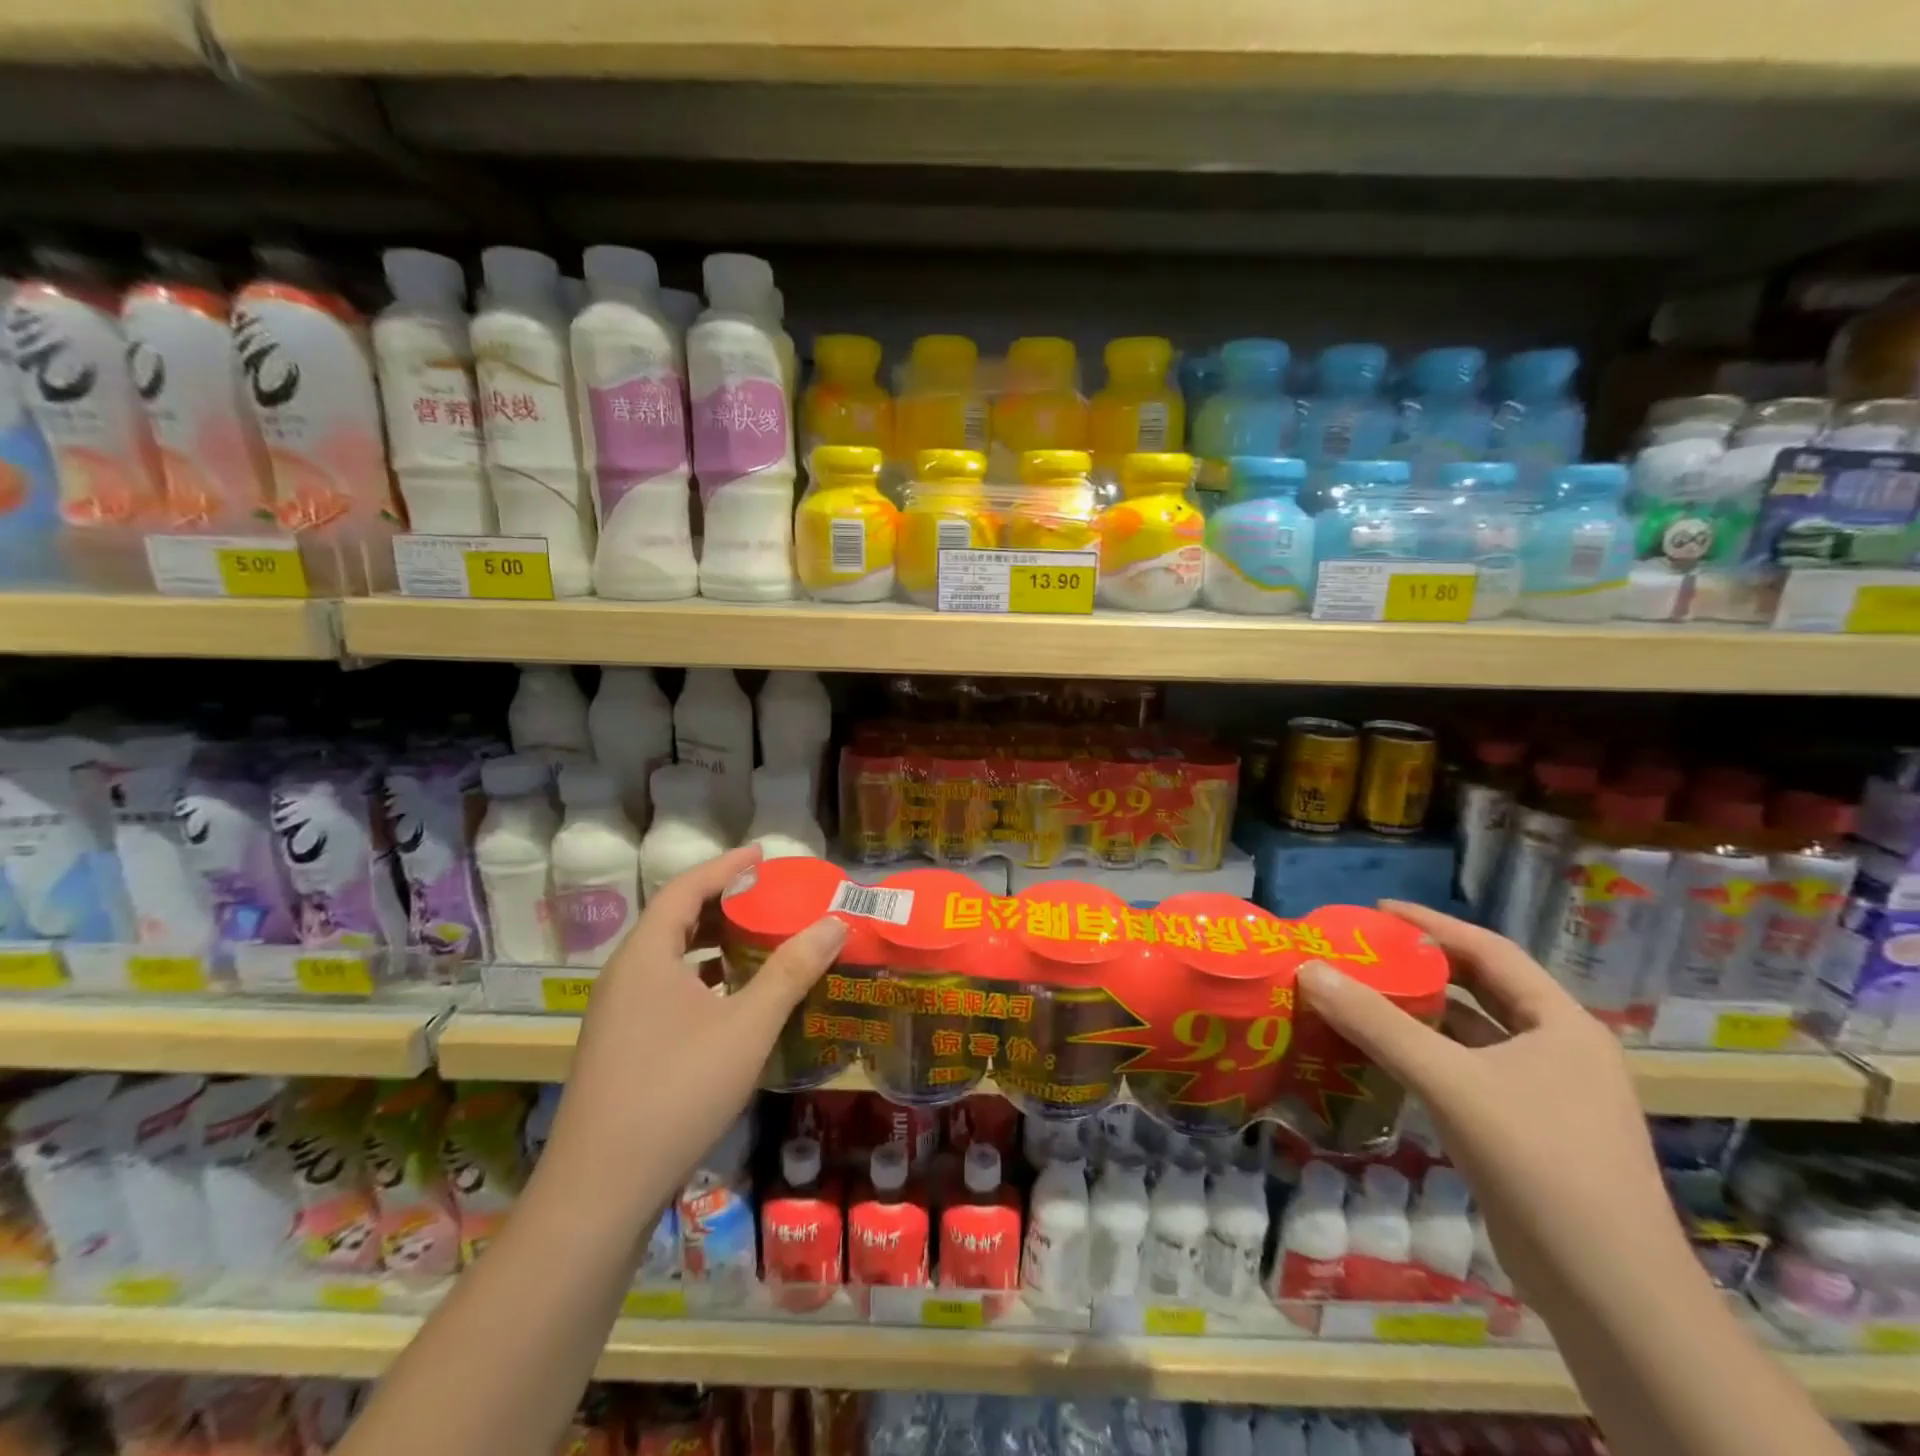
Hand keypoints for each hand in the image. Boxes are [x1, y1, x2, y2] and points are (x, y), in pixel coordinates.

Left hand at [541, 846, 847, 1201]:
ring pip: (670, 958)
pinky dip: (702, 978)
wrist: (600, 1190)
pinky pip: (666, 989)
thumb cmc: (677, 1091)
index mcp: (646, 955)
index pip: (686, 888)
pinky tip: (732, 998)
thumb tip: (834, 923)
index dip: (726, 866)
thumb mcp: (747, 1026)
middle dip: (722, 902)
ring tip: (757, 938)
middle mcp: (625, 975)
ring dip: (712, 942)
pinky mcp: (621, 1047)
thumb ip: (791, 971)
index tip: (764, 854)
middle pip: (675, 919)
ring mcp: (618, 1014)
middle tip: (768, 895)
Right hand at [1297, 900, 1687, 1309]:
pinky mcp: (1528, 1134)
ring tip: (1363, 994)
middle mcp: (1561, 1051)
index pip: (1491, 951)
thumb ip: (1377, 1023)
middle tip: (1364, 951)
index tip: (1377, 910)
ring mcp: (1548, 1096)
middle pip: (1483, 990)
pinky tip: (1384, 1057)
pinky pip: (1467, 1073)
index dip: (1433, 924)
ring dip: (1421, 1013)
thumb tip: (1309, 970)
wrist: (1611, 1294)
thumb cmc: (1540, 1164)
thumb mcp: (1450, 1082)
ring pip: (1474, 1035)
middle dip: (1424, 966)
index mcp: (1562, 1025)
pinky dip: (1426, 1056)